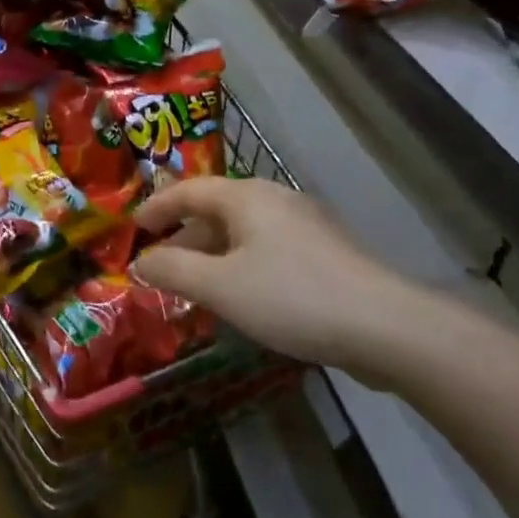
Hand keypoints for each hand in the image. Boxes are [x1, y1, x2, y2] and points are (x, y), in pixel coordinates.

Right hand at [132, 178, 438, 376]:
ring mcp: (304, 225)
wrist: (385, 326)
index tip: (133, 227)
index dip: (157, 207)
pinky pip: (267, 249)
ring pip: (243, 232)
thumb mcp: (220, 286)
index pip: (188, 191)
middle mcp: (274, 199)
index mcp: (246, 197)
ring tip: (195, 285)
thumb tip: (141, 262)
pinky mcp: (325, 253)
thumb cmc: (291, 297)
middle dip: (184, 236)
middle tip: (160, 263)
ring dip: (213, 254)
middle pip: (216, 209)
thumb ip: (173, 270)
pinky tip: (241, 297)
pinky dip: (241, 265)